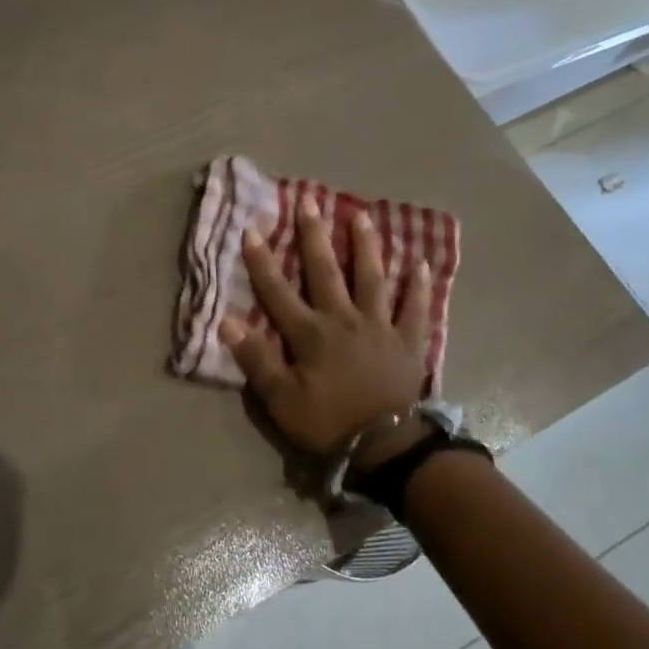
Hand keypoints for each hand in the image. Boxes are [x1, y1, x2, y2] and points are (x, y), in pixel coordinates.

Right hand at [219, 198, 432, 454]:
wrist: (386, 447)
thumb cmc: (328, 423)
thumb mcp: (280, 399)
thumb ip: (256, 359)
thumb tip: (227, 321)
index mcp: (310, 334)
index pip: (278, 291)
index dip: (262, 261)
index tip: (252, 229)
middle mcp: (344, 320)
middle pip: (326, 271)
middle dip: (314, 236)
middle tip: (310, 202)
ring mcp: (380, 328)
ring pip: (372, 279)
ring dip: (366, 246)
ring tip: (362, 216)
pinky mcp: (407, 342)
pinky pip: (415, 309)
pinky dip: (418, 286)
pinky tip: (421, 263)